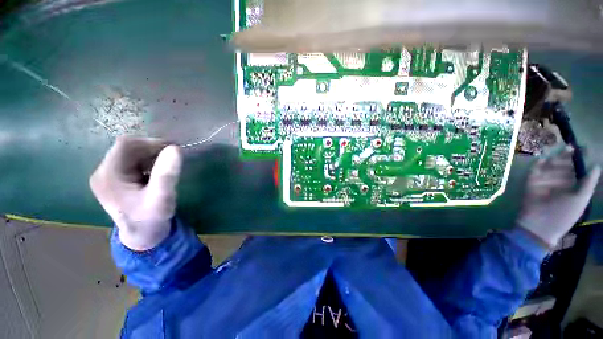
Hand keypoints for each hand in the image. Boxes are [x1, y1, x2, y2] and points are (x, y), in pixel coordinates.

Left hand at [89, 136, 182, 250]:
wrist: (143, 235)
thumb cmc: (151, 219)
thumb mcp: (162, 198)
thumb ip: (167, 174)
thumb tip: (176, 148)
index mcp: (108, 176)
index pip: (126, 146)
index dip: (151, 143)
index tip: (174, 148)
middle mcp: (103, 172)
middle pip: (127, 148)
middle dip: (152, 148)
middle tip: (174, 156)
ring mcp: (108, 175)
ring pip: (130, 153)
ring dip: (151, 154)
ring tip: (168, 163)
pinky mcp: (115, 178)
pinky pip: (132, 161)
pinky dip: (148, 160)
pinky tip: (158, 169)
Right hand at [518, 146, 599, 248]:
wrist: (539, 225)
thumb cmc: (563, 215)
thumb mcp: (580, 200)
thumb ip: (588, 182)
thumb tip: (596, 164)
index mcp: (573, 186)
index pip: (577, 168)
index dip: (580, 158)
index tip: (583, 148)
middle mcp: (560, 181)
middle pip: (564, 164)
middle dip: (567, 155)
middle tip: (570, 146)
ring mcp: (545, 181)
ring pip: (550, 164)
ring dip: (554, 156)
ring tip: (558, 148)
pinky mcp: (532, 182)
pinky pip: (535, 169)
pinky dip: (538, 163)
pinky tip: (543, 157)